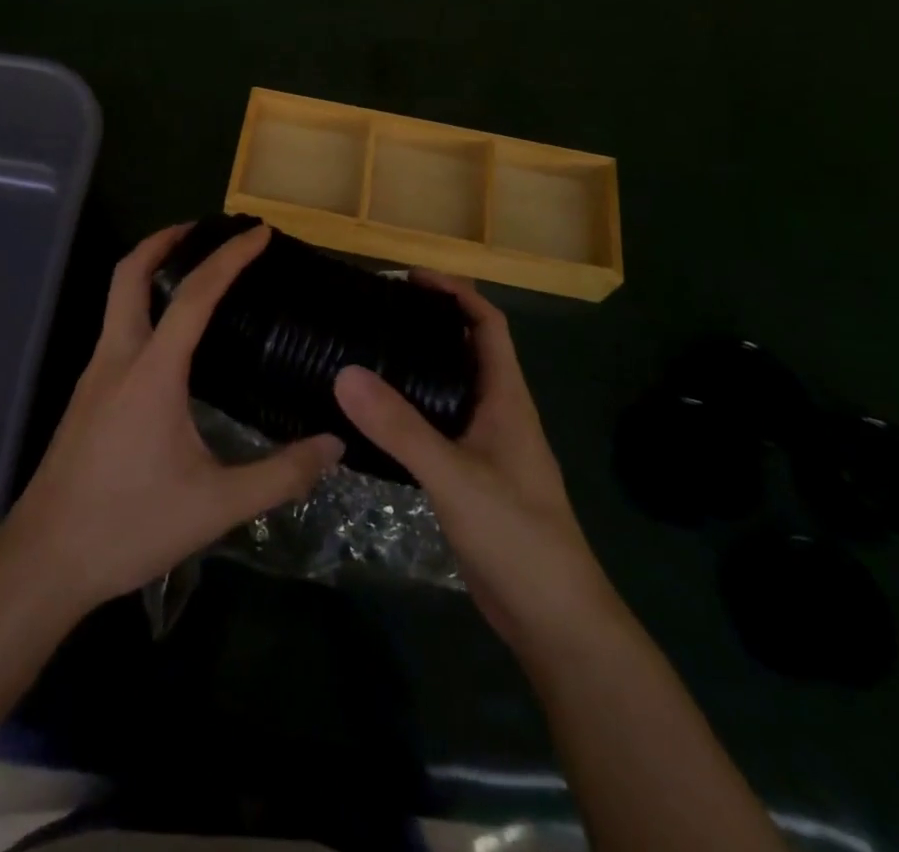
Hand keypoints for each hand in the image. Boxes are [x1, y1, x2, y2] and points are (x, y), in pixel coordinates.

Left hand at [0, 223, 344, 613]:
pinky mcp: (87, 395)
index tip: (258, 233)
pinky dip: (144, 306)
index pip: (195, 294)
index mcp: (152, 371)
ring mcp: (95, 375)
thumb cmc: (129, 526)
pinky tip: (172, 340)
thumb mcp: (216, 504)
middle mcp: (118, 357)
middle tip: (204, 229)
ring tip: (195, 274)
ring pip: (118, 299)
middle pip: (130, 274)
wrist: (44, 562)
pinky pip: (118, 328)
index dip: (229, 257)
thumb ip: (281, 474)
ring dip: (151, 271)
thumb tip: (335, 445)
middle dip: (165, 240)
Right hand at [333, 274, 614, 661]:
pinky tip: (375, 417)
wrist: (554, 620)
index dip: (455, 292)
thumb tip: (344, 372)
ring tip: (366, 352)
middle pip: (467, 349)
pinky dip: (411, 408)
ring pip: (451, 388)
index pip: (488, 324)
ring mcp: (486, 446)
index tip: (410, 278)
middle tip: (375, 312)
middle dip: (429, 322)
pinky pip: (439, 425)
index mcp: (506, 398)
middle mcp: (498, 412)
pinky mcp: (471, 476)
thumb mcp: (454, 476)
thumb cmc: (516, 535)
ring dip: (417, 365)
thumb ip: (400, 427)